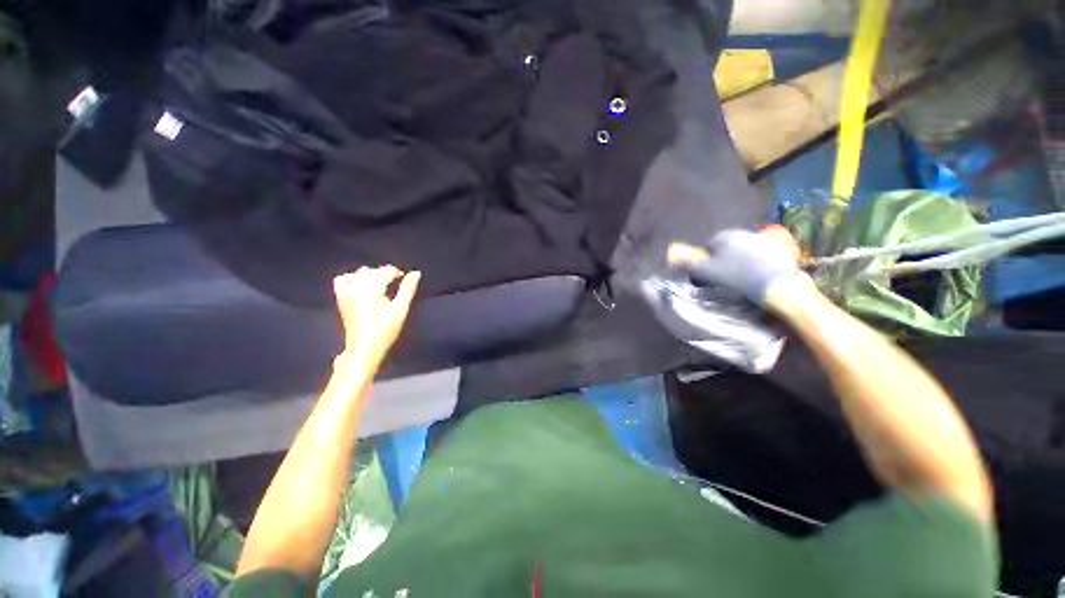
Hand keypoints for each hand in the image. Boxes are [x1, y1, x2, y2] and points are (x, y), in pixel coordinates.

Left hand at [333, 266, 420, 371]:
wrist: (363, 348)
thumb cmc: (385, 331)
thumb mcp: (400, 310)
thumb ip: (407, 289)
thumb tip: (416, 273)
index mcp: (371, 288)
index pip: (387, 271)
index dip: (399, 273)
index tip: (407, 281)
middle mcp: (356, 285)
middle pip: (375, 271)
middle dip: (387, 275)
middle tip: (398, 287)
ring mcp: (345, 291)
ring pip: (361, 272)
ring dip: (372, 276)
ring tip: (382, 287)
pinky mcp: (340, 297)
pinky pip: (343, 279)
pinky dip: (353, 278)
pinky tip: (362, 285)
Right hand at [668, 227, 803, 304]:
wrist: (778, 287)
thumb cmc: (737, 278)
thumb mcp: (705, 272)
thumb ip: (687, 262)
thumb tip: (669, 253)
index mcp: (723, 236)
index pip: (706, 247)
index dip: (704, 262)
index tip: (706, 276)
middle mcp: (742, 232)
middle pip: (724, 248)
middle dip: (721, 261)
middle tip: (723, 279)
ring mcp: (762, 239)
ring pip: (741, 251)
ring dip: (737, 262)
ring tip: (740, 280)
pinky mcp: (778, 248)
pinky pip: (758, 256)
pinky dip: (755, 265)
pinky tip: (756, 277)